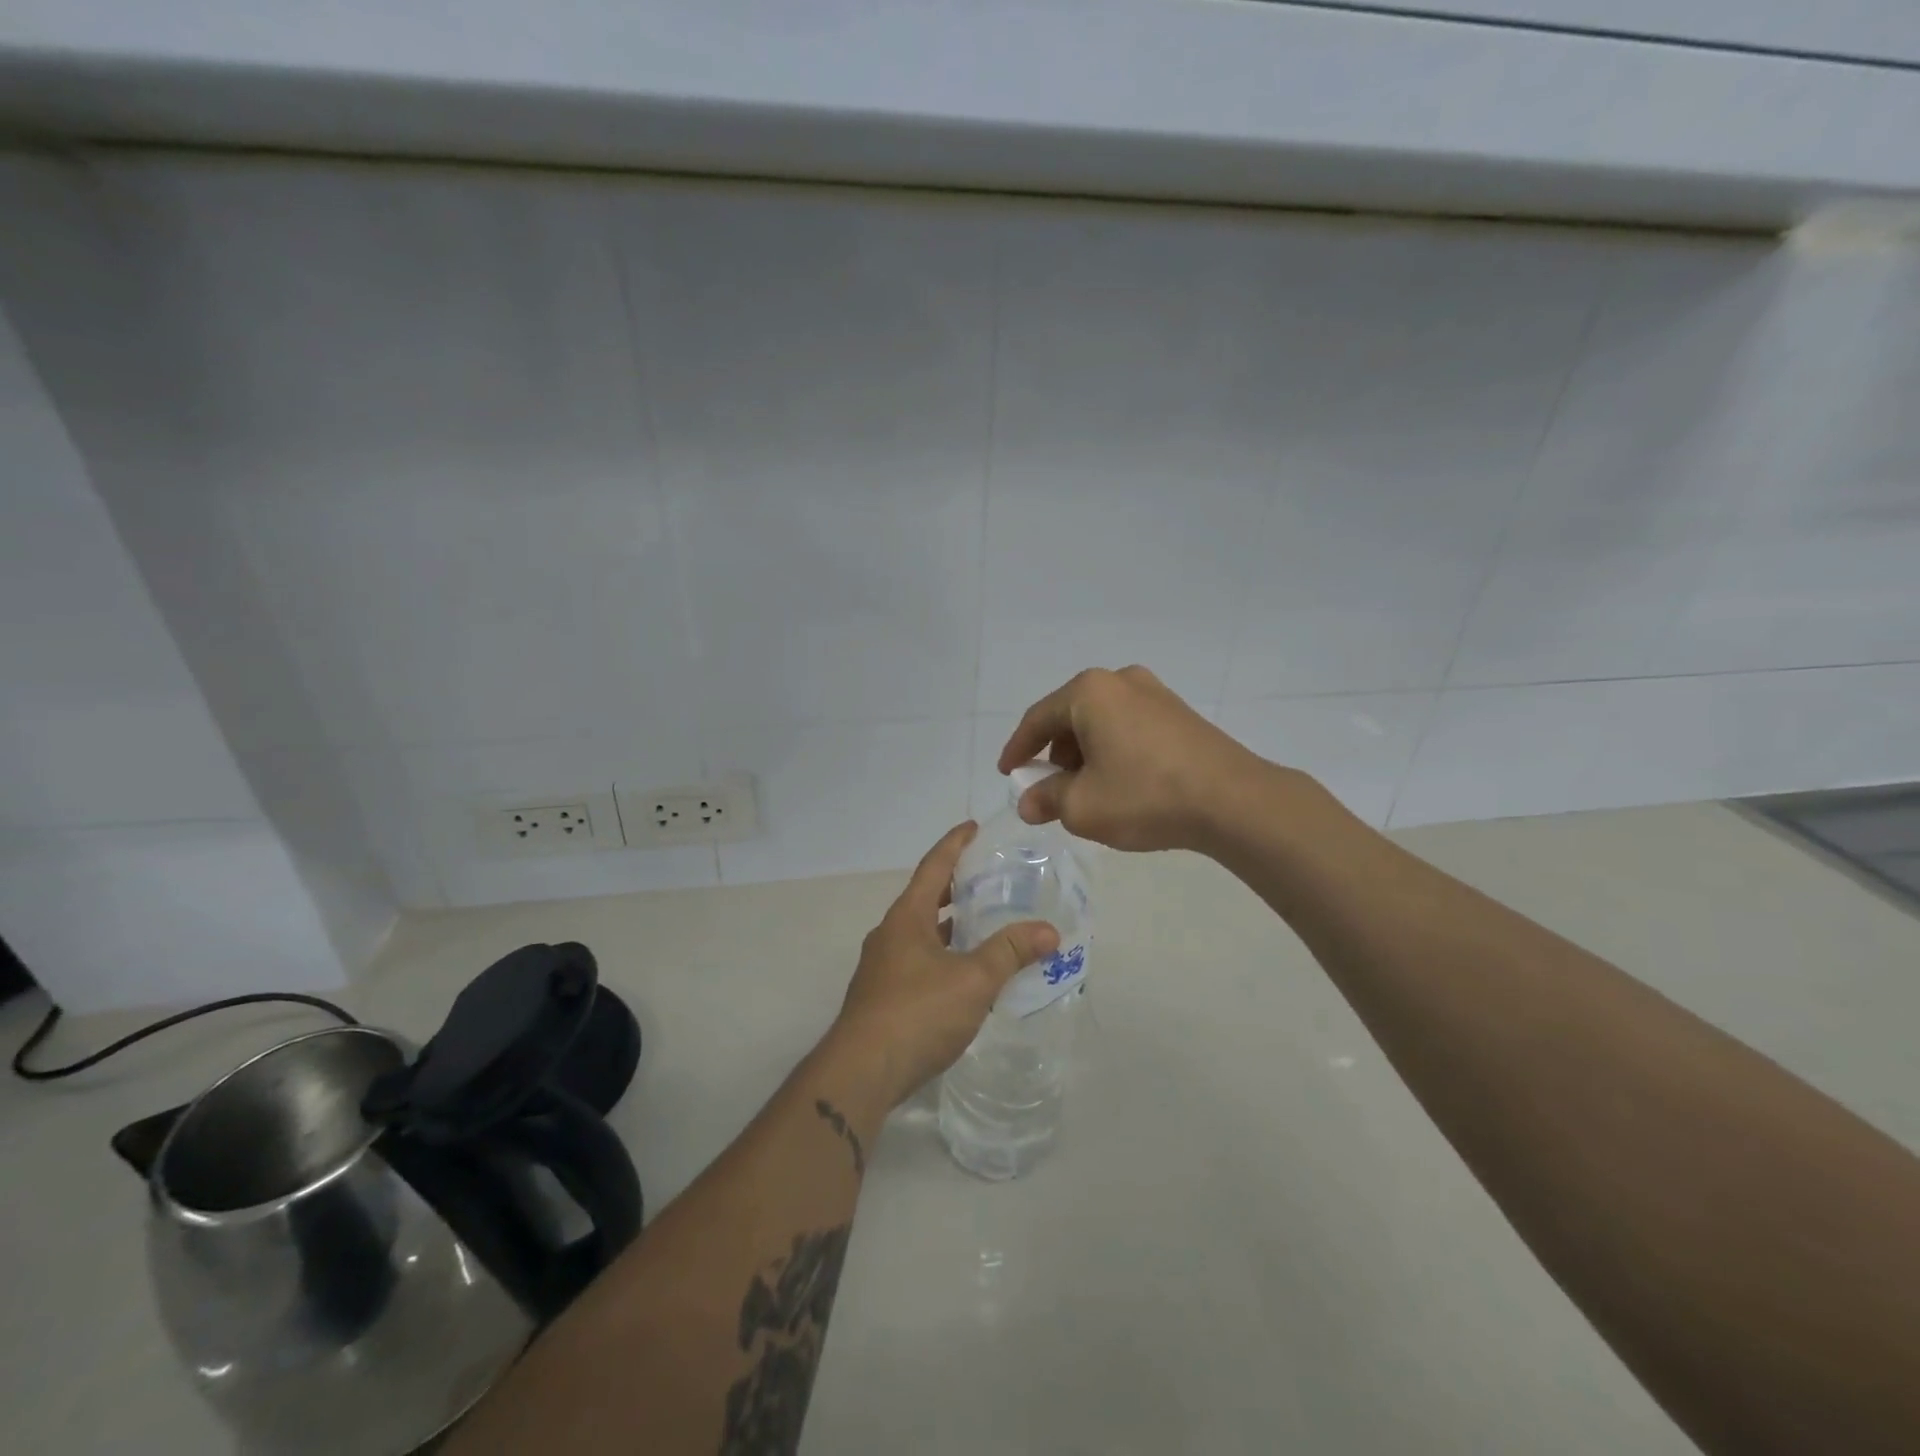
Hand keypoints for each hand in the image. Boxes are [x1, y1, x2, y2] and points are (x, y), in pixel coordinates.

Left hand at [824, 822, 1058, 1110]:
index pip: (933, 866)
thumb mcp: (972, 980)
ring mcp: (883, 967)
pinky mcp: (884, 997)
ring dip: (950, 924)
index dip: (954, 844)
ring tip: (985, 922)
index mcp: (906, 917)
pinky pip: (920, 961)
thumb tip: (1049, 931)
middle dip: (955, 885)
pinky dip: (945, 955)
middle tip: (989, 876)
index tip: (974, 827)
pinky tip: (967, 973)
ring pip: (922, 933)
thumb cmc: (916, 1013)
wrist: (861, 1072)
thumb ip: (1010, 952)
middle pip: (925, 897)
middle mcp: (890, 934)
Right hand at [998, 665, 1267, 853]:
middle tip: (1048, 787)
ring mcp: (1155, 693)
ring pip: (1101, 721)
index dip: (1018, 749)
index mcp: (1089, 692)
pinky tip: (1119, 781)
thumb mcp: (1083, 807)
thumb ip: (1047, 800)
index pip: (1038, 719)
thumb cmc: (1145, 796)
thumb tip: (1028, 802)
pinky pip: (1128, 726)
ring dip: (1084, 753)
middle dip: (1054, 754)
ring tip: (1085, 790)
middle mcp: (1120, 681)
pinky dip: (1112, 750)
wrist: (1233, 801)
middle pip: (1070, 716)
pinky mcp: (1179, 713)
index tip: (1007, 773)